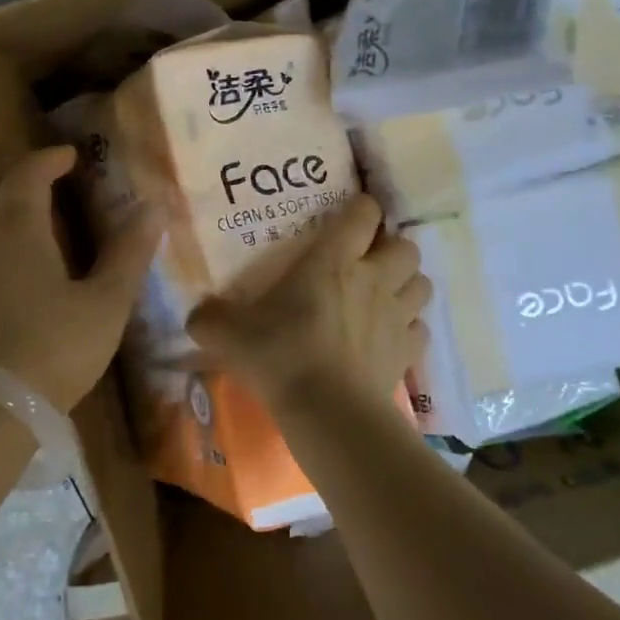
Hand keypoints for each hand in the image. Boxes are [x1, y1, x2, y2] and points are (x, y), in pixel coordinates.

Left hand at [0, 146, 162, 412]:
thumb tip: (152, 209)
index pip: (27, 173)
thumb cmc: (54, 348)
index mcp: (18, 228)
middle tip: (45, 167)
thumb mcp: (105, 303)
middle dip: (17, 166)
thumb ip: (128, 254)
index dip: (49, 158)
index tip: (71, 156)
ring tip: (14, 192)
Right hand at [187, 194, 430, 410]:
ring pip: (422, 283)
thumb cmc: (280, 356)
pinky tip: (389, 337)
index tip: (349, 214)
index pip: (363, 213)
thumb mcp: (228, 333)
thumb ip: (209, 317)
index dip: (361, 207)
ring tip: (385, 295)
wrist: (328, 412)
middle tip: (368, 261)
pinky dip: (409, 328)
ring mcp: (396, 316)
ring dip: (407, 284)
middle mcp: (373, 279)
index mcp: (333, 260)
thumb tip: (197, 315)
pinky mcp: (407, 353)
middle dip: (392, 248)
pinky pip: (420, 329)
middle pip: (406, 246)